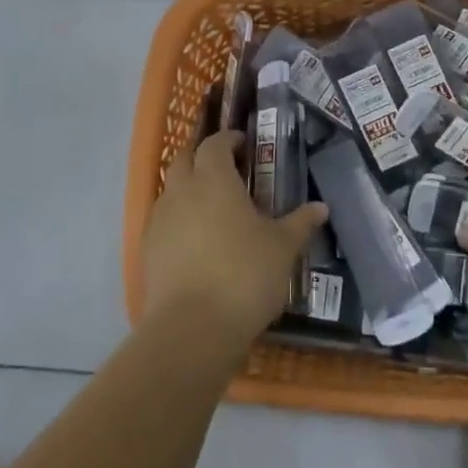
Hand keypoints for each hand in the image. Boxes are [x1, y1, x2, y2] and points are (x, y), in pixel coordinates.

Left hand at [142, 131, 327, 344]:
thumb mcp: (282, 248)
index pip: (215, 143)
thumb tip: (320, 207)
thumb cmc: (244, 275)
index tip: (243, 143)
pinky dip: (178, 219)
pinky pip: (163, 221)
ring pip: (170, 190)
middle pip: (184, 159)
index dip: (228, 139)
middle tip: (226, 168)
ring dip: (187, 188)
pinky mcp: (147, 250)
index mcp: (213, 179)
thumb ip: (300, 223)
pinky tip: (196, 240)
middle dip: (202, 157)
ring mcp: (159, 220)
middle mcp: (181, 191)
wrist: (192, 328)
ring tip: (212, 206)